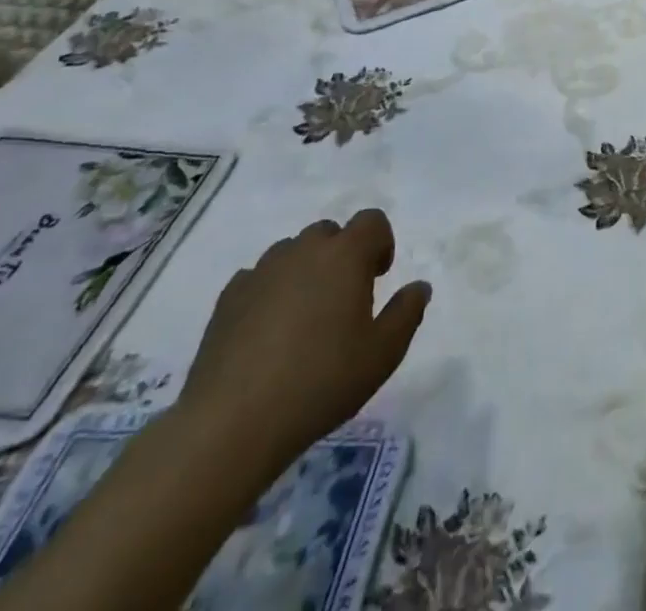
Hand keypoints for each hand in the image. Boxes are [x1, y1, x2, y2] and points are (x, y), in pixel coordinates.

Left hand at [177, 210, 429, 469]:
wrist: (231, 424)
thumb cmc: (321, 381)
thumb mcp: (383, 353)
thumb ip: (407, 312)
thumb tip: (419, 287)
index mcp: (345, 255)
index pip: (372, 221)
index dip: (381, 242)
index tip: (378, 277)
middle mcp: (303, 251)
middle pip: (328, 232)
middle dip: (341, 255)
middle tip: (343, 299)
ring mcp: (260, 272)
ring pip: (291, 253)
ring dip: (304, 271)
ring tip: (303, 317)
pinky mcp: (227, 300)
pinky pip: (257, 278)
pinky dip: (269, 292)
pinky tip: (267, 332)